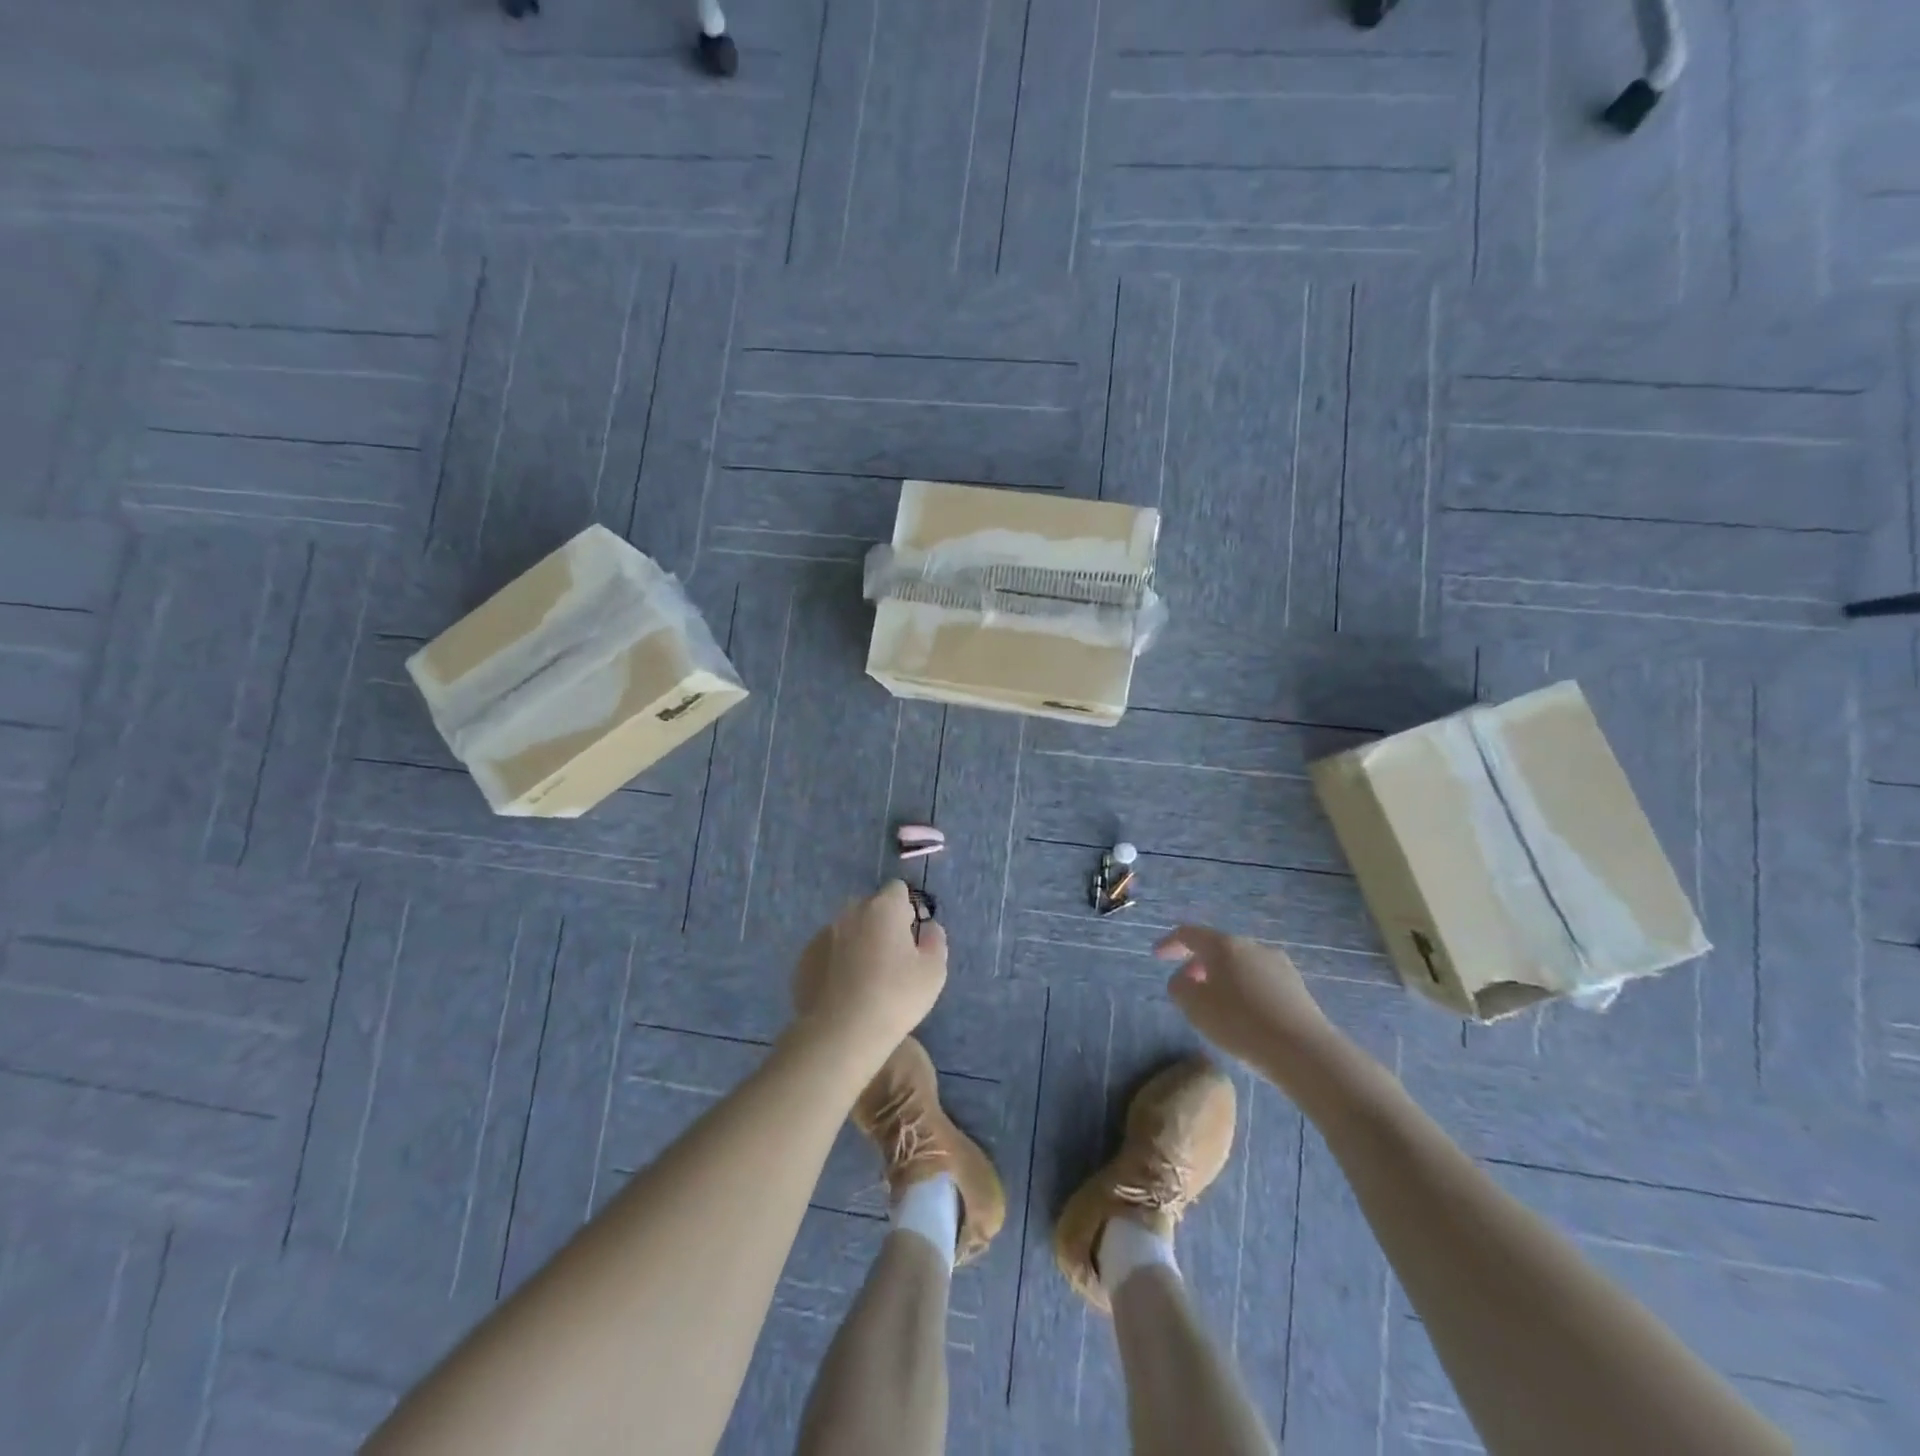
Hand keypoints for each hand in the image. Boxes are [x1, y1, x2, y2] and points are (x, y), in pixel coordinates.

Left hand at [790, 882, 947, 1063]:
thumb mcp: (933, 972)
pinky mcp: (804, 958)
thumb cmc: (895, 997)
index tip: (911, 935)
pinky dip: (836, 962)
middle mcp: (850, 912)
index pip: (897, 890)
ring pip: (847, 929)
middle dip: (881, 924)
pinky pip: (827, 951)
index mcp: (884, 908)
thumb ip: (935, 941)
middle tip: (891, 959)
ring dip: (857, 942)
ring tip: (864, 978)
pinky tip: (843, 990)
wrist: (841, 1033)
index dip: (906, 909)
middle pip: (870, 907)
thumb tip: (929, 927)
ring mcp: (823, 934)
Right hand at [1157, 924, 1337, 1074]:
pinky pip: (1260, 979)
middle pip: (1217, 948)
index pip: (1189, 934)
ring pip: (1240, 964)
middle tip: (1187, 986)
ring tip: (1216, 1003)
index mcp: (1223, 945)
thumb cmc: (1240, 1023)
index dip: (1170, 943)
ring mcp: (1278, 964)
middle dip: (1198, 963)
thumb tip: (1185, 979)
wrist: (1303, 1051)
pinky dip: (1244, 989)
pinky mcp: (1296, 985)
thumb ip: (1179, 987)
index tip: (1157, 956)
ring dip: (1223, 977)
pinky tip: (1245, 1014)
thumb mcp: (1194, 1007)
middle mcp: (1251, 946)